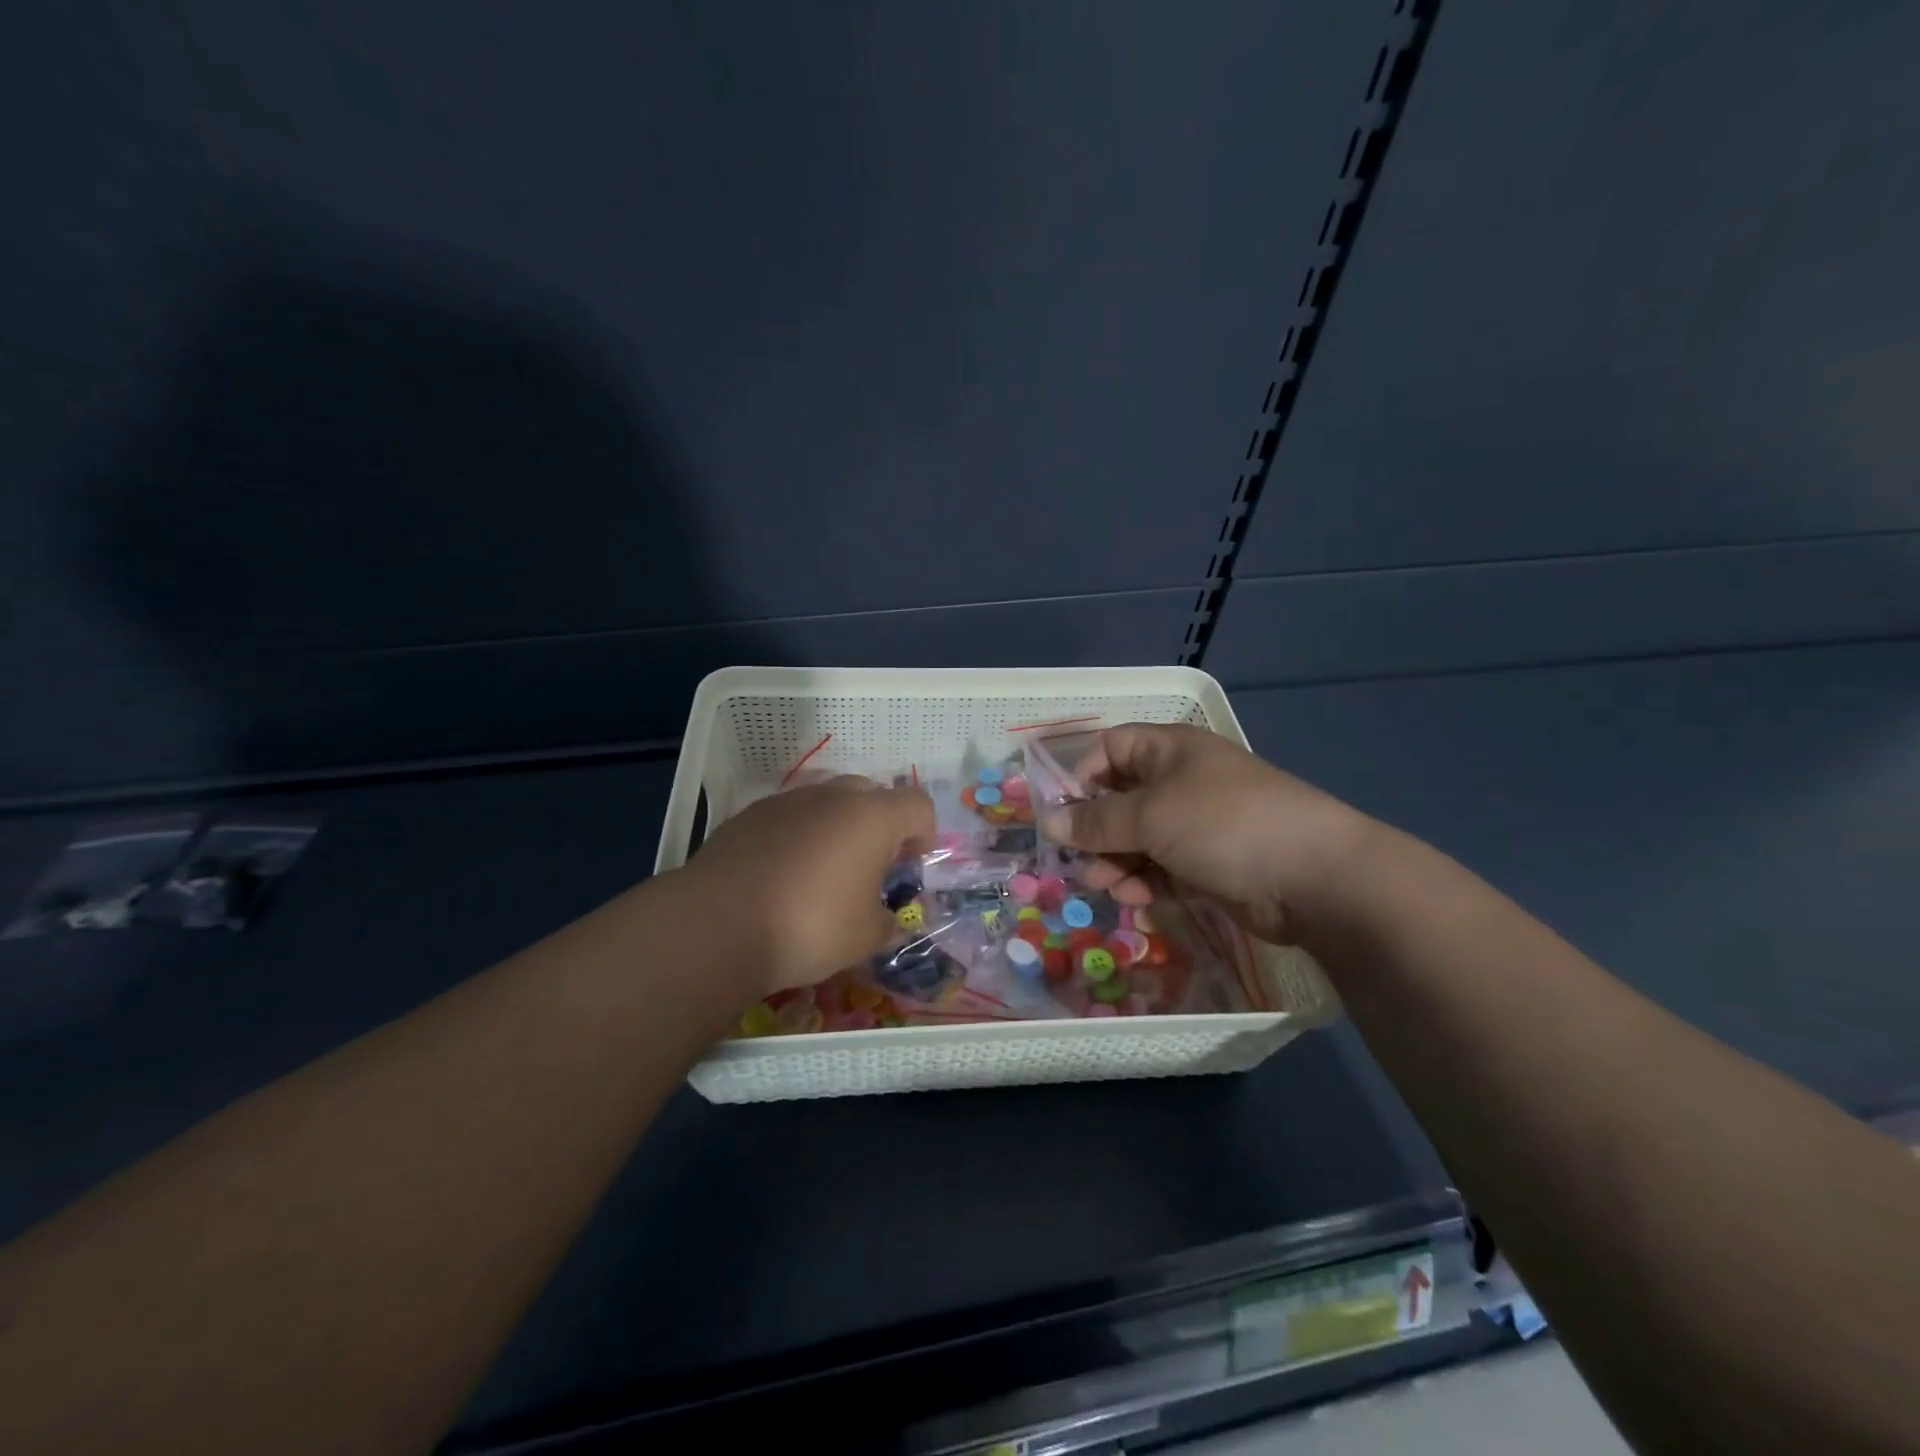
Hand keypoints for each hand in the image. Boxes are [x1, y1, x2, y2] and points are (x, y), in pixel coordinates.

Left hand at [683, 776, 935, 994]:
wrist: (718, 923)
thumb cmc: (810, 925)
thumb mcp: (866, 937)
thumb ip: (889, 923)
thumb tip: (890, 920)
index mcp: (872, 817)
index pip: (918, 804)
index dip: (925, 832)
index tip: (912, 866)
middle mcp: (832, 796)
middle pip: (871, 794)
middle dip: (879, 825)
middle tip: (872, 866)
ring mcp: (787, 801)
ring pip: (826, 801)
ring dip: (837, 827)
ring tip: (825, 871)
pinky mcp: (749, 815)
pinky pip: (789, 816)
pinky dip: (798, 835)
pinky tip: (784, 874)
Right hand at [1039, 723, 1373, 945]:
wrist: (1313, 877)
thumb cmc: (1223, 824)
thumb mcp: (1151, 815)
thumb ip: (1096, 821)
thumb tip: (1050, 821)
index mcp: (1169, 750)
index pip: (1110, 748)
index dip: (1081, 775)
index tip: (1060, 812)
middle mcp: (1180, 782)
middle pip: (1120, 799)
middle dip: (1095, 831)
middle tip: (1077, 861)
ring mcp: (1197, 825)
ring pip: (1137, 839)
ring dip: (1115, 862)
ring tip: (1106, 887)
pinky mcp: (1208, 865)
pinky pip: (1161, 868)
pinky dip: (1143, 881)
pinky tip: (1134, 899)